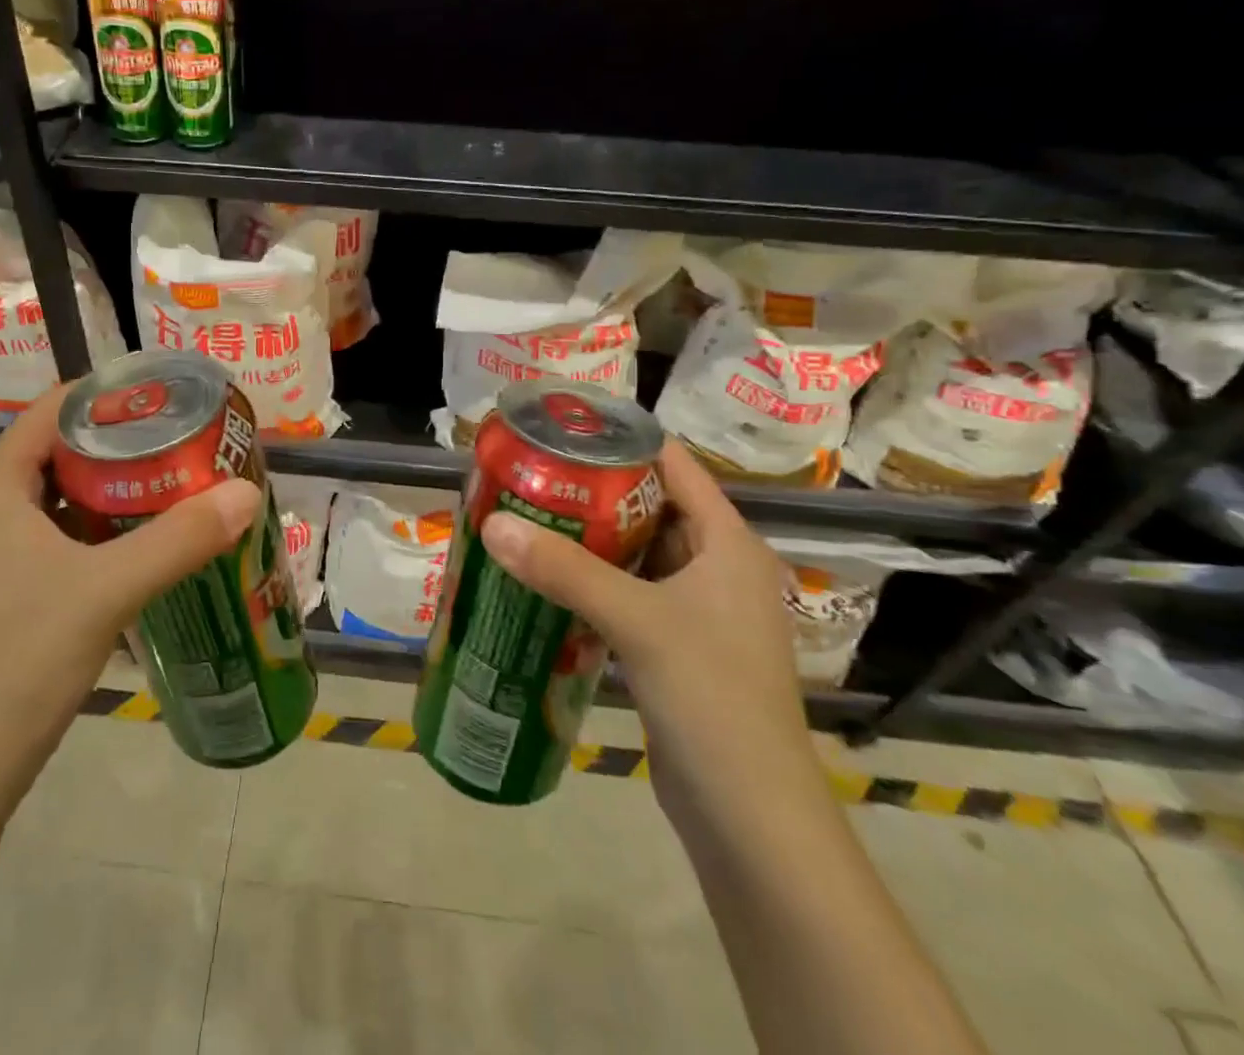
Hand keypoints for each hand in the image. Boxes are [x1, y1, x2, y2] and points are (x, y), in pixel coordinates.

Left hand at [0, 383, 261, 810]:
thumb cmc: (20, 660)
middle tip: (186, 441)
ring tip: (178, 483)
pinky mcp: (1, 589)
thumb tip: (246, 492)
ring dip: (115, 490)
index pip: (54, 409)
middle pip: (61, 450)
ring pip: (61, 498)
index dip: (110, 396)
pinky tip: (145, 544)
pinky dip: (100, 530)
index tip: (169, 396)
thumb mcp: (107, 590)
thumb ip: (180, 538)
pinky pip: (57, 536)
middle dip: (123, 444)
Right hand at [480, 438, 818, 834]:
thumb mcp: (637, 622)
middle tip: (530, 474)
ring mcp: (697, 609)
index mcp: (727, 543)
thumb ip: (564, 570)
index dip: (622, 440)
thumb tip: (493, 524)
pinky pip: (627, 593)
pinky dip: (590, 580)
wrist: (750, 815)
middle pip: (649, 505)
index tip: (562, 428)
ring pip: (635, 552)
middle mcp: (716, 566)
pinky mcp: (675, 646)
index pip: (674, 466)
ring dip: (587, 537)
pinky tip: (544, 578)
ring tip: (527, 516)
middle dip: (591, 489)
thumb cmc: (712, 698)